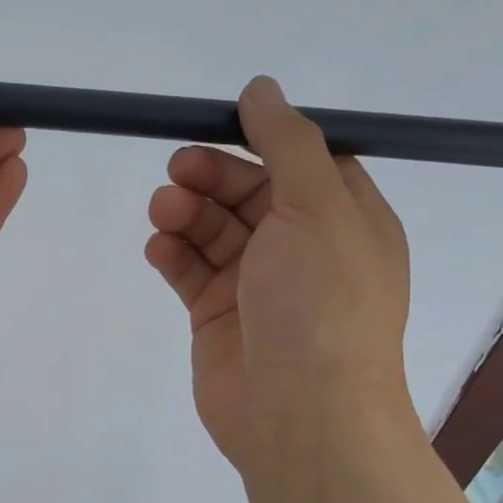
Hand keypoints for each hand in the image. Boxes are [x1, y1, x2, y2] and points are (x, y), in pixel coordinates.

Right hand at [144, 75, 411, 477]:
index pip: (300, 161)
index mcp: (344, 219)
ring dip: (186, 212)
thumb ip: (288, 143)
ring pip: (213, 230)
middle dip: (211, 176)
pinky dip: (172, 253)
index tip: (216, 126)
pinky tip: (159, 248)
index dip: (259, 140)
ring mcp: (257, 284)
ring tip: (164, 212)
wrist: (300, 415)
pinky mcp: (217, 316)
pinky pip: (190, 270)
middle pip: (248, 192)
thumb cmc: (321, 304)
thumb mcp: (318, 208)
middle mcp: (302, 248)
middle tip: (177, 170)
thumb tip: (261, 88)